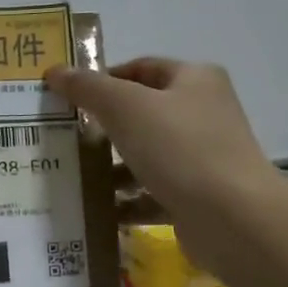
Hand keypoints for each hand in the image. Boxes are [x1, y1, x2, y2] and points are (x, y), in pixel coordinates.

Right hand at [46, 57, 273, 274]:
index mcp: (194, 79)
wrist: (232, 218)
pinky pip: (154, 193)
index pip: (140, 68)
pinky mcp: (198, 196)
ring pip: (146, 155)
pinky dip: (128, 201)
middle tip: (66, 140)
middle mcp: (203, 113)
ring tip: (77, 179)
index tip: (68, 99)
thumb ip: (88, 89)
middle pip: (142, 113)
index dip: (103, 79)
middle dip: (104, 128)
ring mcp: (203, 157)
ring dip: (113, 168)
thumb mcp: (126, 108)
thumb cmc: (179, 148)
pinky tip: (101, 211)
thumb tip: (54, 72)